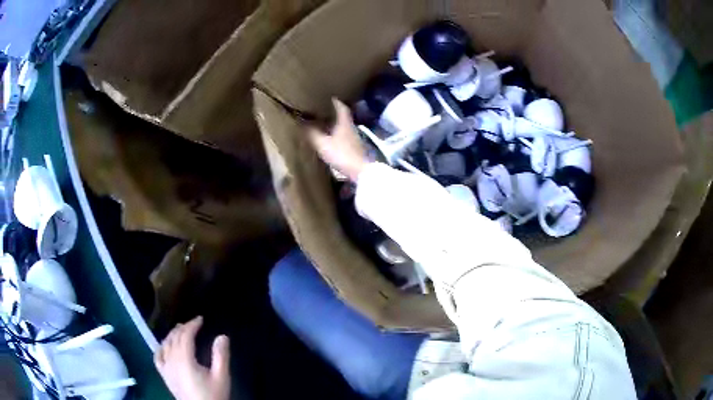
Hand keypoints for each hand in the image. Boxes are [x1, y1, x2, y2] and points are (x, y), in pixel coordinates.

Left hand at [155, 316, 230, 399]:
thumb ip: (221, 356)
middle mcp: (172, 360)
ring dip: (172, 335)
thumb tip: (222, 336)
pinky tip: (165, 346)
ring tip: (180, 331)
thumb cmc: (213, 395)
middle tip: (193, 324)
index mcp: (185, 360)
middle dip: (183, 328)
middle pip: (174, 338)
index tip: (200, 319)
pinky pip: (157, 356)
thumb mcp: (221, 377)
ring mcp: (166, 368)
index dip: (192, 325)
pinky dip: (161, 347)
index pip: (185, 336)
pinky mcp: (164, 375)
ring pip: (165, 345)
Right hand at [308, 98, 370, 181]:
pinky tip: (331, 138)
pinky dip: (337, 133)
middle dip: (333, 112)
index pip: (341, 106)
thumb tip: (302, 122)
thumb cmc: (342, 154)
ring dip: (335, 123)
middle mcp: (351, 127)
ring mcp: (355, 137)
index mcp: (344, 122)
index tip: (327, 97)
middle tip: (321, 110)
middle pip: (342, 115)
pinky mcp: (355, 147)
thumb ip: (312, 133)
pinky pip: (344, 135)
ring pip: (343, 126)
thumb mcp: (323, 144)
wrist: (361, 171)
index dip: (334, 101)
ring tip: (323, 123)